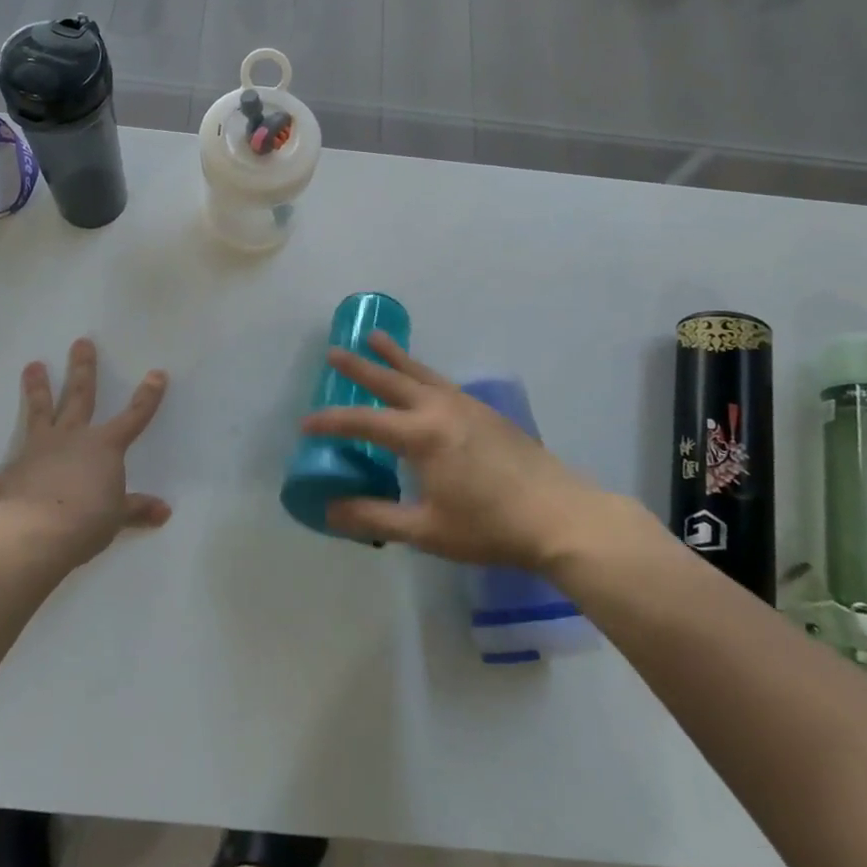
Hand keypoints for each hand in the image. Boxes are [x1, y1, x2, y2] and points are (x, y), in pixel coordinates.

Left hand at [0, 338, 170, 567]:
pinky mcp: (10, 477)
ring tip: (32, 365)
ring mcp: (38, 452)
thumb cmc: (88, 520)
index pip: (134, 416)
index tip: (157, 373)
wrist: (38, 533)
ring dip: (36, 390)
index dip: (148, 396)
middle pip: (79, 396)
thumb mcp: (118, 516)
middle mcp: (71, 438)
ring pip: (39, 413)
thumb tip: (164, 511)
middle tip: (80, 342)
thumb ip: (137, 509)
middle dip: (83, 369)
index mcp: (104, 446)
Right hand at [301, 333, 636, 571]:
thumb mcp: (426, 530)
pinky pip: (443, 383)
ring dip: (395, 357)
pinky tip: (424, 382)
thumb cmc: (489, 526)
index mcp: (422, 435)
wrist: (560, 516)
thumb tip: (330, 511)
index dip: (331, 422)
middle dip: (360, 366)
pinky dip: (422, 374)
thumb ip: (375, 516)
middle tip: (334, 351)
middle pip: (392, 380)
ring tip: (375, 337)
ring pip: (421, 373)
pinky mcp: (487, 412)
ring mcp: (467, 406)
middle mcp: (440, 409)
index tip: (306, 423)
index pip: (363, 421)